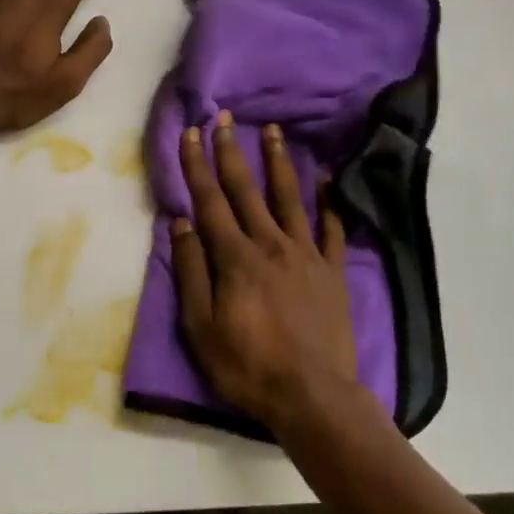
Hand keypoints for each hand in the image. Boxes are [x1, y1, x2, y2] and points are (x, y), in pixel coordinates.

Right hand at [172, 112, 361, 431]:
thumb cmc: (248, 365)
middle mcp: (270, 244)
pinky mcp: (332, 271)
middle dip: (232, 151)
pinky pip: (332, 229)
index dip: (197, 165)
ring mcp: (306, 255)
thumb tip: (181, 224)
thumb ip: (192, 272)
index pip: (210, 201)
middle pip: (247, 190)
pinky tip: (328, 180)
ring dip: (280, 162)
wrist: (313, 396)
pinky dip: (329, 202)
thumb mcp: (202, 327)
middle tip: (226, 117)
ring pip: (290, 198)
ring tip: (275, 130)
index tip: (191, 132)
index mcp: (235, 257)